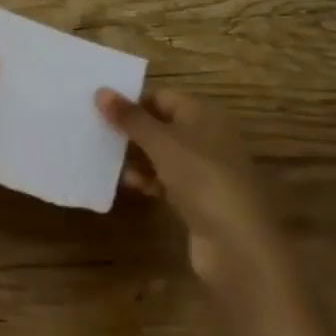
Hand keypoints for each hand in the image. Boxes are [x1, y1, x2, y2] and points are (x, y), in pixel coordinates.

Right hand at [98, 86, 290, 300]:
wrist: (238, 244)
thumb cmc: (201, 178)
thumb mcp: (161, 143)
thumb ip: (130, 118)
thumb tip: (100, 91)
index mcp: (205, 114)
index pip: (162, 96)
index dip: (133, 101)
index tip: (101, 110)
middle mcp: (208, 136)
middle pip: (162, 124)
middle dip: (131, 129)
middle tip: (98, 132)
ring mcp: (206, 169)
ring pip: (163, 153)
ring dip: (137, 156)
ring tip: (106, 159)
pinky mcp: (200, 198)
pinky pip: (168, 179)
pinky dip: (148, 179)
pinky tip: (128, 184)